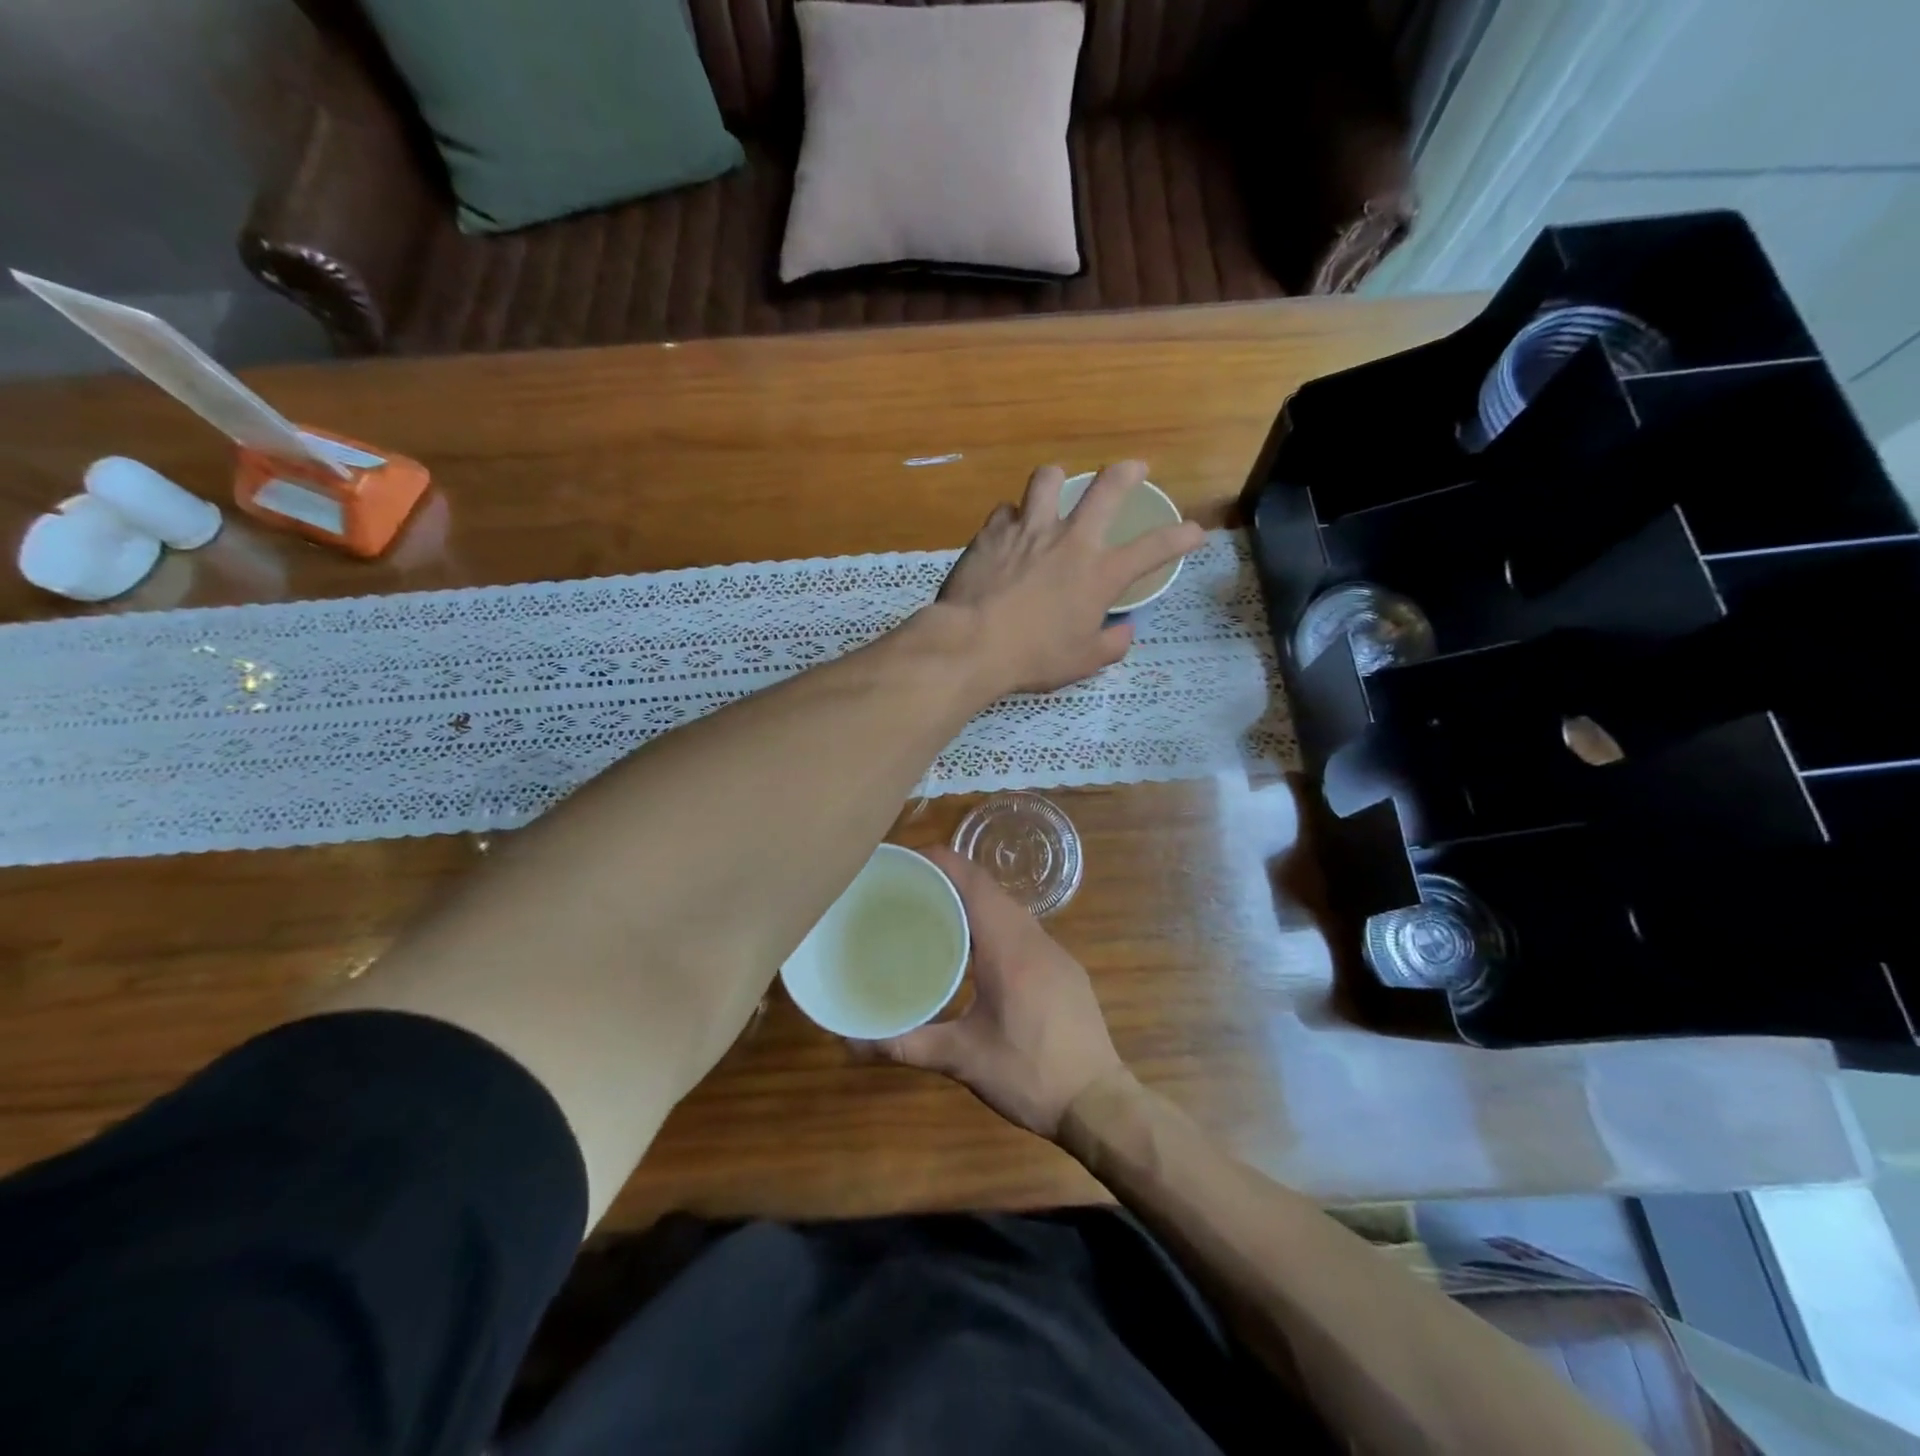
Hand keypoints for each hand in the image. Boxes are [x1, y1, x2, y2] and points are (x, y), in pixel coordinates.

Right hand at [870, 845, 1126, 1140]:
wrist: (1099, 1102)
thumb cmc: (1030, 1074)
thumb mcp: (963, 1060)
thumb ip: (906, 1045)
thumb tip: (852, 1043)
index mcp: (1007, 947)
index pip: (973, 882)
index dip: (941, 861)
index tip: (906, 860)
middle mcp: (1033, 938)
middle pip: (990, 889)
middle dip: (951, 877)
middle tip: (909, 887)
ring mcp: (1055, 951)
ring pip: (1009, 908)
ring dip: (974, 900)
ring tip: (935, 912)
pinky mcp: (1065, 968)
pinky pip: (1024, 928)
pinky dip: (995, 922)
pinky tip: (977, 950)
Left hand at [937, 461, 1203, 695]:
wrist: (972, 643)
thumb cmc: (1034, 657)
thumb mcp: (1083, 662)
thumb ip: (1111, 644)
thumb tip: (1124, 631)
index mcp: (1100, 573)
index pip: (1154, 548)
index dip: (1181, 537)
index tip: (1194, 531)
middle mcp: (1070, 540)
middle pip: (1106, 488)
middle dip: (1127, 472)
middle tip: (1135, 468)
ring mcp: (1029, 529)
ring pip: (1047, 480)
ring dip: (1057, 479)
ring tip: (1056, 485)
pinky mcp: (992, 532)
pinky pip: (1006, 511)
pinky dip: (1013, 518)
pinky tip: (1009, 530)